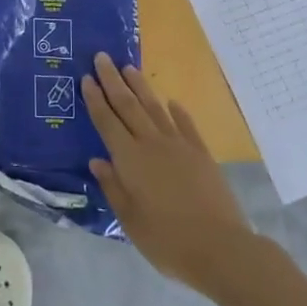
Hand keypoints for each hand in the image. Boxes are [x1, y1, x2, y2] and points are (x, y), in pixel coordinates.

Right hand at [84, 53, 255, 294]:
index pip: (107, 121)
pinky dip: (177, 111)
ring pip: (155, 108)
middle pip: (128, 106)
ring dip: (140, 87)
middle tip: (102, 57)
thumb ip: (113, 187)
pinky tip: (172, 101)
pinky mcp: (201, 153)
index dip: (95, 99)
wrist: (220, 248)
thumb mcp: (130, 220)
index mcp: (130, 160)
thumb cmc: (167, 240)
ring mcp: (179, 146)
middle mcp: (152, 144)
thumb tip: (97, 161)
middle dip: (113, 80)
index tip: (86, 77)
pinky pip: (185, 125)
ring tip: (129, 68)